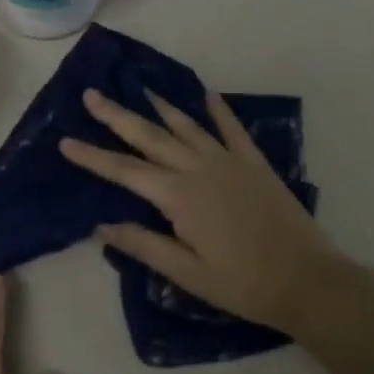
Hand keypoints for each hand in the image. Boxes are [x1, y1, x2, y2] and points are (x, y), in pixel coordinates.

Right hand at [59, 88, 340, 336]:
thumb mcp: (187, 273)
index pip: (125, 171)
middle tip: (91, 95)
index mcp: (179, 197)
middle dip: (118, 116)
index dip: (92, 157)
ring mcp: (230, 162)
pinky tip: (208, 95)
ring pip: (187, 127)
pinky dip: (219, 111)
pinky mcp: (256, 165)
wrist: (309, 280)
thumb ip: (144, 245)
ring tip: (139, 89)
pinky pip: (233, 130)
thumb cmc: (243, 284)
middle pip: (150, 138)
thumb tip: (102, 226)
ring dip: (160, 108)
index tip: (64, 141)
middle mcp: (200, 169)